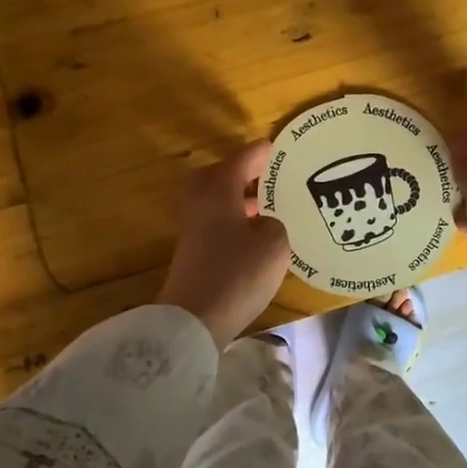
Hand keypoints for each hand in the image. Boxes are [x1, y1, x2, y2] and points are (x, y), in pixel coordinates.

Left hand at [157, 141, 291, 348]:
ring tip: (263, 207)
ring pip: (212, 203)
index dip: (256, 154)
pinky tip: (252, 236)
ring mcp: (192, 233)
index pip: (238, 163)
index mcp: (218, 194)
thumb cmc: (237, 274)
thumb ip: (274, 225)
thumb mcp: (274, 245)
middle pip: (213, 178)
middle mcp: (200, 207)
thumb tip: (264, 224)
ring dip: (235, 199)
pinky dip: (231, 221)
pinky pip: (213, 225)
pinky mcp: (192, 256)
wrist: (193, 320)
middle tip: (260, 175)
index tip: (271, 147)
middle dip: (236, 173)